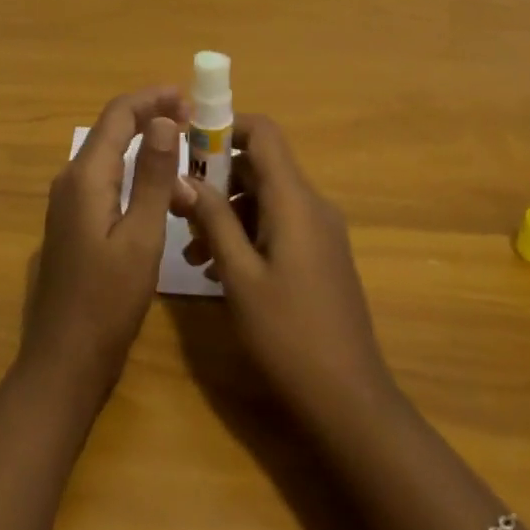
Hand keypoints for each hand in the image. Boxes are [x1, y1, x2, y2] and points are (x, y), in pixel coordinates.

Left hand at [20, 86, 189, 403]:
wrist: (63, 363)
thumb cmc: (108, 302)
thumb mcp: (142, 237)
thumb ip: (154, 176)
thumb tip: (165, 121)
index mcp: (86, 175)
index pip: (119, 114)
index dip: (153, 98)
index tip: (190, 98)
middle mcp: (71, 178)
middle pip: (114, 129)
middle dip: (154, 119)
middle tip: (196, 124)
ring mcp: (69, 201)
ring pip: (112, 156)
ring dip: (148, 150)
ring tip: (189, 163)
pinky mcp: (74, 222)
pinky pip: (108, 180)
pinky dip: (138, 175)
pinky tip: (164, 195)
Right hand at [173, 114, 393, 429]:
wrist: (350, 402)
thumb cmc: (289, 335)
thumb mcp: (240, 276)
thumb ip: (213, 220)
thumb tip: (182, 177)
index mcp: (295, 200)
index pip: (263, 133)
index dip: (224, 127)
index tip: (187, 145)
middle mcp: (312, 205)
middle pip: (260, 166)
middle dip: (216, 179)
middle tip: (179, 209)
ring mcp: (319, 232)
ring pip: (265, 199)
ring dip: (227, 213)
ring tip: (191, 252)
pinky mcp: (320, 257)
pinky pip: (278, 225)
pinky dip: (246, 234)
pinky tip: (216, 270)